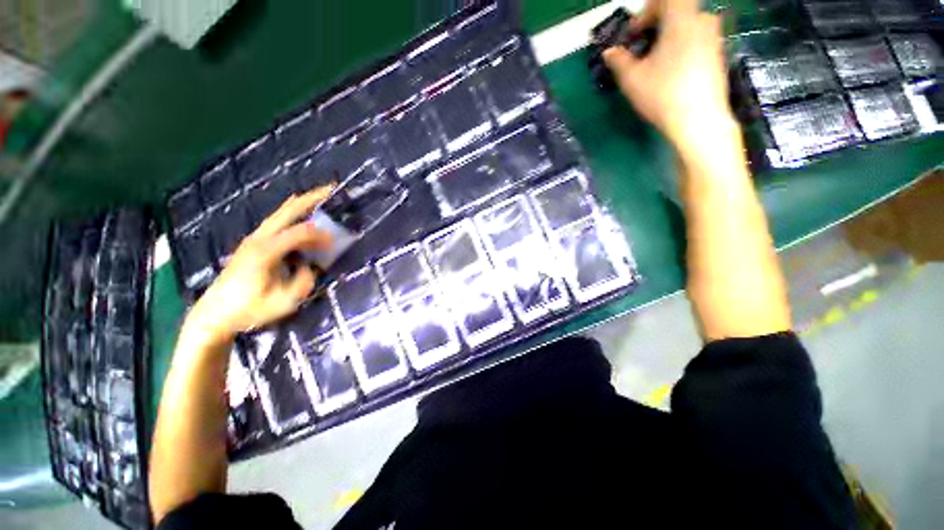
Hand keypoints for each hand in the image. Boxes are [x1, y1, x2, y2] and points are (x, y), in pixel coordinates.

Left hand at [184, 187, 333, 344]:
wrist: (214, 314)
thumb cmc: (249, 310)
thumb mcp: (283, 302)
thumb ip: (303, 282)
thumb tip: (311, 266)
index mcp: (265, 252)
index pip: (299, 233)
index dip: (321, 234)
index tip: (336, 241)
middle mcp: (258, 239)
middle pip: (287, 211)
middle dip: (310, 198)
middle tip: (331, 189)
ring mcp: (253, 239)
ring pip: (280, 213)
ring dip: (302, 204)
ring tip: (321, 196)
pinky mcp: (252, 244)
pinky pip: (276, 222)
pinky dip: (292, 213)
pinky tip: (301, 214)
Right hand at [603, 0, 734, 155]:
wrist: (699, 119)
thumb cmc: (663, 95)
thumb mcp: (632, 79)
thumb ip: (619, 61)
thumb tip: (609, 52)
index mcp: (681, 18)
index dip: (646, 12)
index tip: (635, 35)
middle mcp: (702, 20)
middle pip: (678, 10)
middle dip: (656, 25)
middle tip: (642, 48)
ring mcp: (714, 38)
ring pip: (688, 26)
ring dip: (669, 37)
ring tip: (655, 62)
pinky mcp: (719, 55)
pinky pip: (697, 39)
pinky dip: (682, 46)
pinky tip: (672, 71)